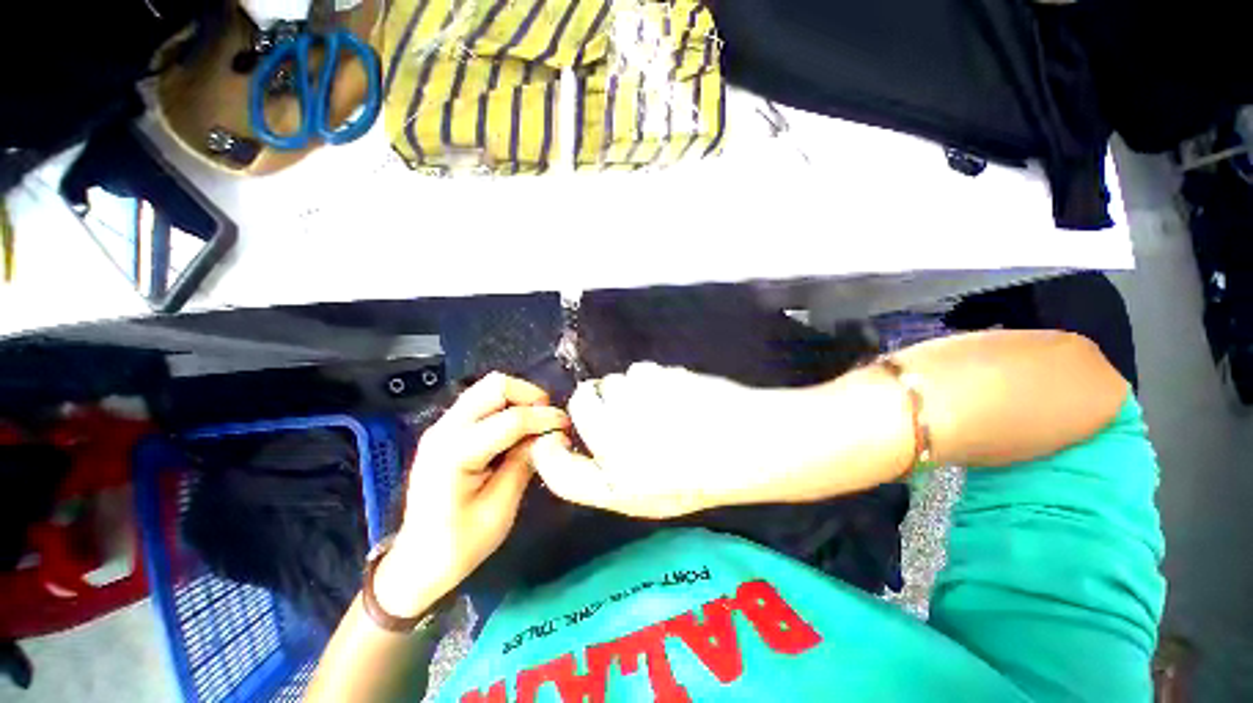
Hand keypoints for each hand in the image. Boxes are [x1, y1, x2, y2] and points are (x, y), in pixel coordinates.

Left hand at [376, 373, 568, 616]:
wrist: (418, 561)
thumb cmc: (459, 544)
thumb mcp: (500, 509)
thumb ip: (525, 464)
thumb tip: (552, 436)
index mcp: (455, 453)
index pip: (511, 419)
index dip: (544, 418)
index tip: (566, 425)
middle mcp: (445, 429)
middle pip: (495, 386)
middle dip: (530, 396)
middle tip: (549, 419)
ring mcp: (443, 426)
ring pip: (489, 387)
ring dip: (519, 398)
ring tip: (537, 421)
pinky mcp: (447, 429)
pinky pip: (483, 400)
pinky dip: (507, 405)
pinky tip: (519, 428)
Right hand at [531, 362, 788, 517]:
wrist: (752, 446)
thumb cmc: (702, 475)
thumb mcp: (648, 495)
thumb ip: (605, 476)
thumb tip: (576, 445)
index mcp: (614, 484)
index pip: (558, 469)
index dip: (550, 449)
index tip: (557, 436)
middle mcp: (614, 443)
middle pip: (582, 402)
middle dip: (598, 401)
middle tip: (629, 412)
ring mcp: (634, 406)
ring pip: (615, 381)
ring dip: (631, 390)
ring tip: (663, 407)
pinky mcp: (656, 379)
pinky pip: (641, 371)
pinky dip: (654, 379)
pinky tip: (678, 395)